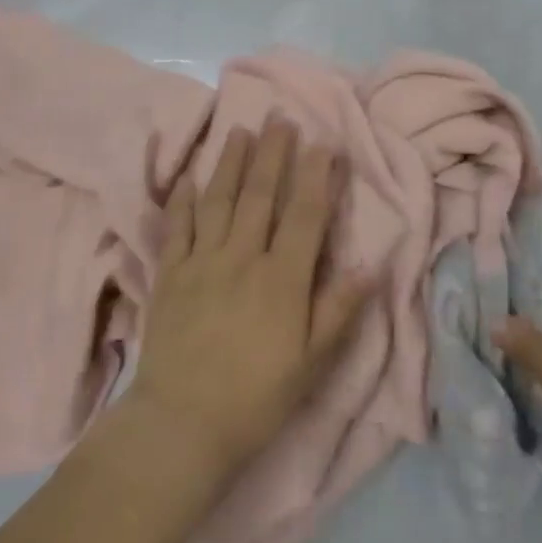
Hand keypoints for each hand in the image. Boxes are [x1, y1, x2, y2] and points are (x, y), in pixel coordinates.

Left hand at [125, 121, 371, 481]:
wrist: (182, 425)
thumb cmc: (257, 397)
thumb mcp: (312, 362)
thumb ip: (339, 310)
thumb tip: (371, 265)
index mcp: (282, 278)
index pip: (305, 214)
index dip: (316, 175)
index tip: (324, 142)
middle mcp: (242, 257)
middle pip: (260, 194)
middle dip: (273, 152)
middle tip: (280, 117)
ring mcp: (202, 262)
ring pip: (219, 200)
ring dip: (230, 162)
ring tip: (239, 129)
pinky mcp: (170, 275)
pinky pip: (177, 227)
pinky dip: (183, 199)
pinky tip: (188, 178)